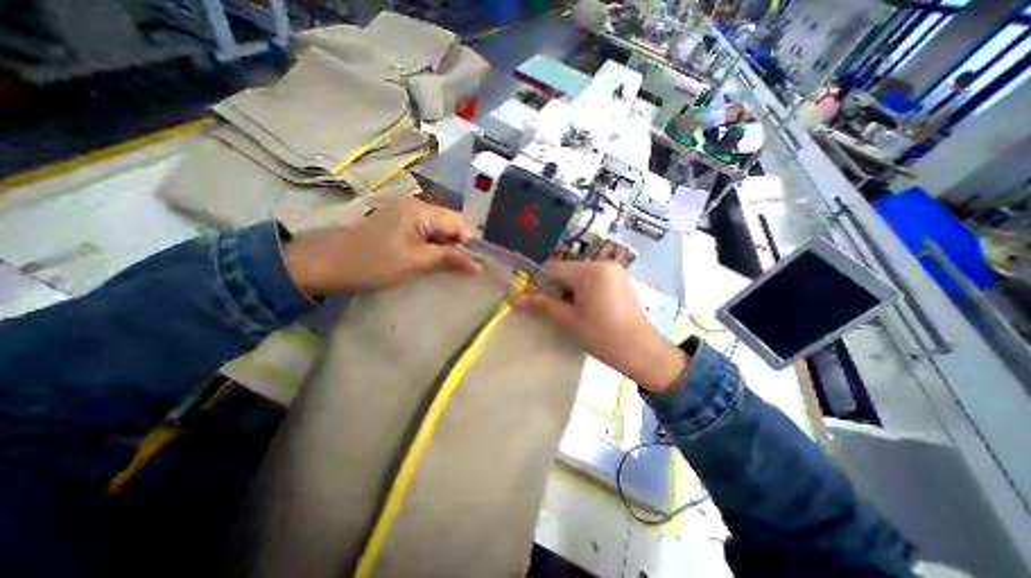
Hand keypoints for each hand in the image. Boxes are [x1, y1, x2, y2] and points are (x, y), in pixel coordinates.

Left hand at [281, 198, 476, 296]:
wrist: (326, 263)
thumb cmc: (373, 263)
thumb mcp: (415, 262)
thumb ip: (449, 259)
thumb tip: (479, 265)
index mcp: (421, 210)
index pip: (459, 222)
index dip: (468, 243)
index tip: (471, 266)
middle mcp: (416, 205)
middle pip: (450, 223)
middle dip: (457, 245)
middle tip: (459, 269)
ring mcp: (406, 212)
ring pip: (439, 228)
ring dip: (445, 247)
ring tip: (445, 267)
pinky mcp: (399, 222)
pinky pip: (426, 231)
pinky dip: (432, 246)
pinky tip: (430, 260)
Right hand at [514, 261, 686, 393]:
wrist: (641, 351)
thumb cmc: (603, 337)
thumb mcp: (570, 319)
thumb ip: (543, 304)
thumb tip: (516, 298)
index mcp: (591, 271)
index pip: (554, 267)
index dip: (539, 281)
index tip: (532, 298)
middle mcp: (603, 263)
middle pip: (566, 270)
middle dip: (555, 286)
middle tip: (552, 308)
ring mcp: (613, 270)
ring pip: (578, 274)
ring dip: (568, 289)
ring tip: (569, 310)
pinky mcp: (619, 278)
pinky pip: (592, 278)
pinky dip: (582, 289)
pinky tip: (583, 307)